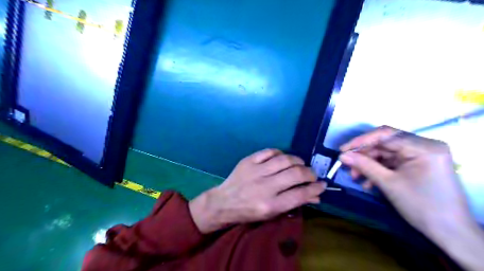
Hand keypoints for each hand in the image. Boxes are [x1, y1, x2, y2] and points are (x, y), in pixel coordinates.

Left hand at [189, 149, 323, 233]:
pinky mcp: (248, 161)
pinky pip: (269, 152)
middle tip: (312, 174)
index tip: (322, 185)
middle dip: (309, 173)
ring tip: (301, 164)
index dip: (315, 188)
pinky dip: (280, 153)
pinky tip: (283, 158)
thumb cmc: (249, 212)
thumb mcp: (271, 214)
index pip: (300, 194)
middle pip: (295, 174)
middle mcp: (265, 187)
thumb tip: (316, 196)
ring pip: (285, 160)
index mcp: (271, 205)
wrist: (224, 202)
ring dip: (298, 161)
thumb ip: (294, 204)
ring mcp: (256, 171)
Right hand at [337, 127, 470, 234]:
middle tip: (347, 165)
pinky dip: (378, 170)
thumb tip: (342, 155)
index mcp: (423, 147)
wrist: (449, 232)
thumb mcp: (388, 183)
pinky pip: (392, 162)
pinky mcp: (417, 164)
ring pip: (386, 153)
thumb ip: (364, 165)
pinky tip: (368, 182)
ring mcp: (421, 155)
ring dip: (369, 164)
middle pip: (385, 143)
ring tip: (355, 177)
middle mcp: (424, 146)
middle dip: (364, 155)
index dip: (361, 141)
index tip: (343, 150)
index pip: (386, 135)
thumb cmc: (421, 206)